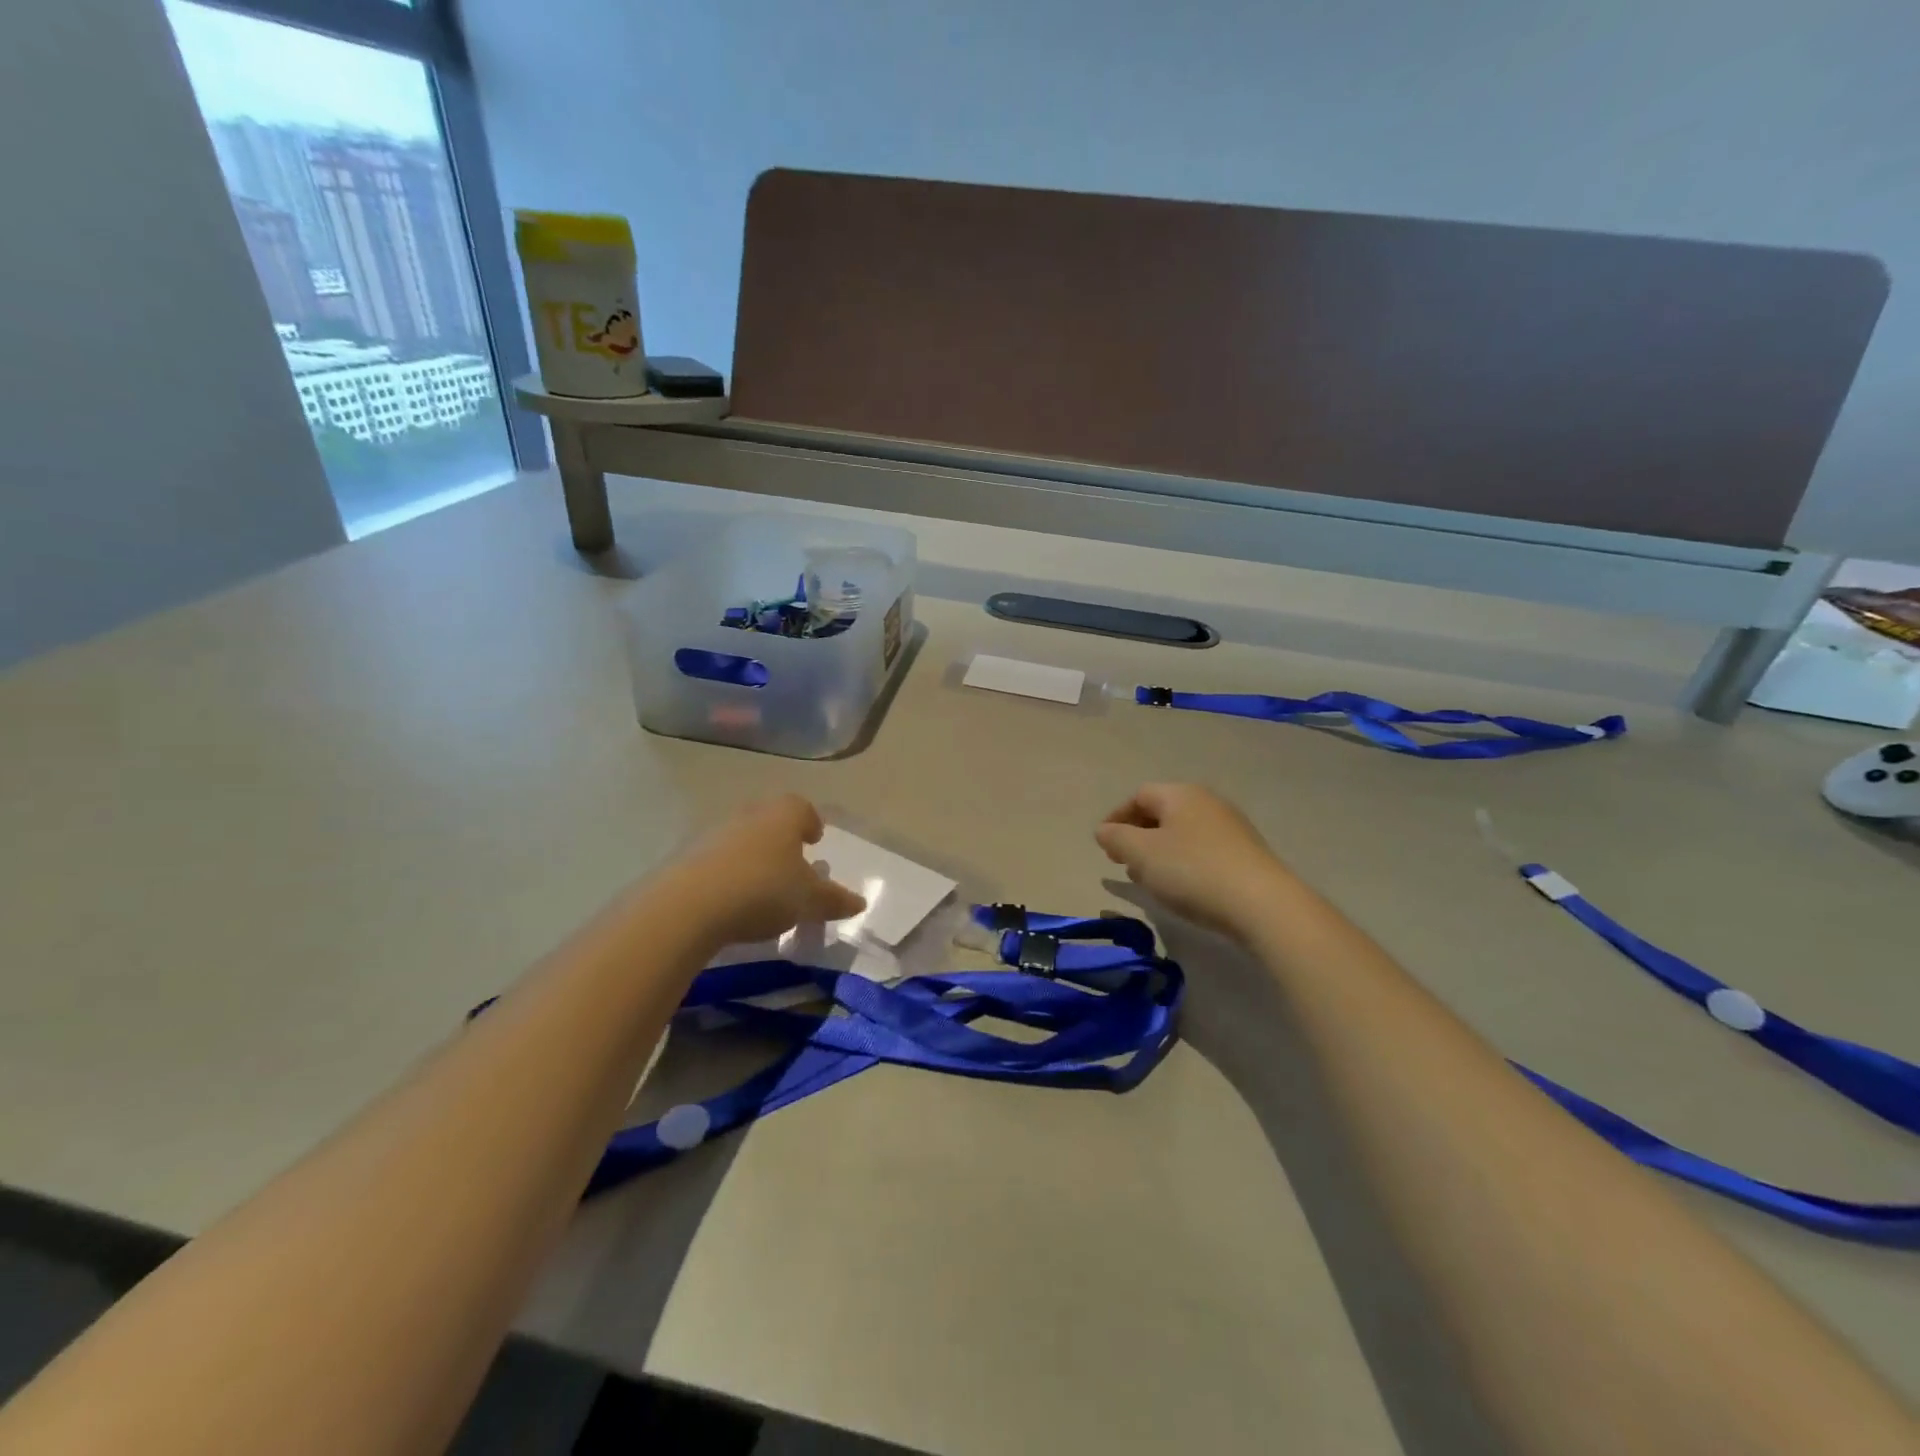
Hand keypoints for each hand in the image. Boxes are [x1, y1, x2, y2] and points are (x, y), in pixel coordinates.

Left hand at [661, 795, 866, 947]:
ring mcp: (714, 833)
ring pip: (743, 839)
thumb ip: (835, 899)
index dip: (811, 822)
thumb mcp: (809, 901)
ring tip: (763, 886)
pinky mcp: (687, 857)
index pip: (802, 808)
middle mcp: (749, 815)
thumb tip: (860, 902)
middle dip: (782, 839)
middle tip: (792, 863)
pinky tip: (733, 899)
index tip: (815, 840)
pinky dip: (729, 874)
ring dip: (754, 856)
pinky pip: (717, 860)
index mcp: (783, 815)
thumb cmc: (764, 890)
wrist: (689, 906)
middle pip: (770, 820)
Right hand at [1094, 783, 1291, 936]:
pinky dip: (1183, 862)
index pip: (1139, 795)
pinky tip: (1181, 886)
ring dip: (1159, 851)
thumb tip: (1104, 830)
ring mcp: (1231, 827)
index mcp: (1181, 794)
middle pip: (1163, 812)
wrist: (1262, 904)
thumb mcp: (1141, 854)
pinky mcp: (1246, 853)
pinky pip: (1203, 850)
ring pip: (1183, 833)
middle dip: (1137, 835)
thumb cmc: (1192, 871)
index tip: (1103, 844)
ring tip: (1147, 877)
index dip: (1116, 817)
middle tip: (1121, 861)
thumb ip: (1116, 838)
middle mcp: (1208, 802)